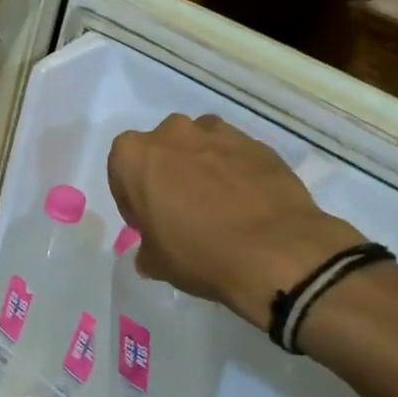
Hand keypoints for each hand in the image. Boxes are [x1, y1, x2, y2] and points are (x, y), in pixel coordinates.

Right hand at [107, 114, 362, 329]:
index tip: (146, 222)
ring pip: (199, 145)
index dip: (131, 198)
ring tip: (215, 203)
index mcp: (136, 155)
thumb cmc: (200, 253)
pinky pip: (234, 154)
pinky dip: (234, 171)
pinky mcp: (257, 144)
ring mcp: (219, 133)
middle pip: (161, 150)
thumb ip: (147, 250)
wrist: (276, 252)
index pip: (121, 169)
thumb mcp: (157, 263)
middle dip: (166, 174)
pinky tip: (245, 203)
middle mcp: (173, 133)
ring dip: (200, 166)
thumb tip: (151, 252)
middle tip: (179, 210)